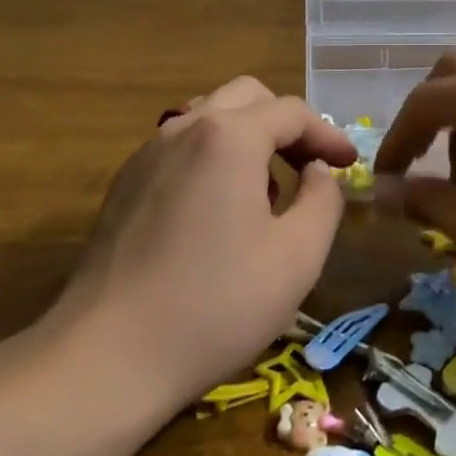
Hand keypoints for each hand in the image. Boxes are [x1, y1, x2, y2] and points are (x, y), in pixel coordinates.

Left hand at [44, 77, 356, 406]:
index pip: (291, 112)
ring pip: (210, 118)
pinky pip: (181, 148)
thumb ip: (323, 199)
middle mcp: (184, 128)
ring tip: (266, 192)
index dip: (327, 134)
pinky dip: (213, 159)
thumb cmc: (215, 305)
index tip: (349, 164)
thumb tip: (317, 172)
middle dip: (286, 125)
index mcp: (229, 136)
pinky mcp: (124, 184)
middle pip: (247, 98)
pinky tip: (219, 213)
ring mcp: (147, 154)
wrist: (105, 357)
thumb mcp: (297, 256)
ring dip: (248, 138)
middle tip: (309, 167)